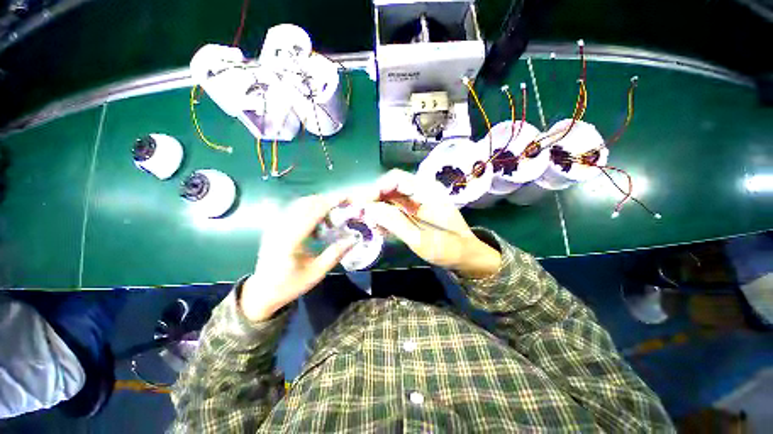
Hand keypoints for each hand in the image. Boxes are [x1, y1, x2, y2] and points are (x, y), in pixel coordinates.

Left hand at [240, 195, 354, 321]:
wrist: (262, 292)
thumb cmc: (290, 285)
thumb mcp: (316, 273)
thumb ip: (335, 254)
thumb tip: (354, 239)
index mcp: (290, 240)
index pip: (313, 212)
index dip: (331, 202)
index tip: (347, 199)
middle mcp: (280, 228)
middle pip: (306, 203)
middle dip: (327, 200)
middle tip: (344, 206)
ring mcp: (275, 226)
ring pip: (300, 204)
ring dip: (319, 204)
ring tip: (333, 215)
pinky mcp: (275, 226)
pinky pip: (294, 210)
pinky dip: (310, 209)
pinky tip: (318, 221)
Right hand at [365, 169, 500, 278]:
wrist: (468, 259)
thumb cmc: (450, 250)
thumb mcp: (422, 240)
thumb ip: (396, 223)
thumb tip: (370, 208)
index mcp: (427, 192)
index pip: (396, 178)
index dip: (378, 188)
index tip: (364, 204)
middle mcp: (421, 193)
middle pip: (391, 188)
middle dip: (373, 200)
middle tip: (359, 215)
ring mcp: (418, 204)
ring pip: (390, 200)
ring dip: (377, 210)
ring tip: (368, 224)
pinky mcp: (415, 214)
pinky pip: (395, 211)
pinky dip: (385, 218)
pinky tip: (379, 229)